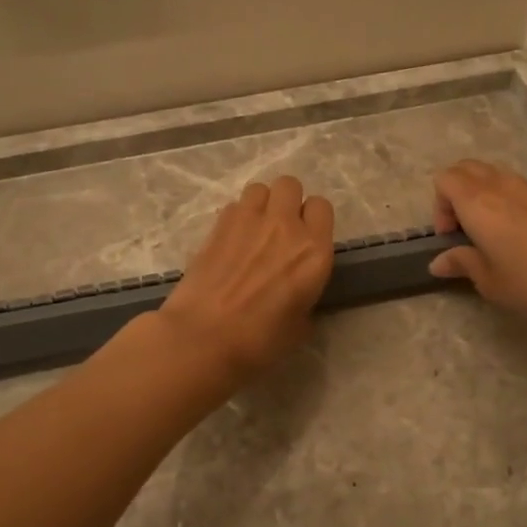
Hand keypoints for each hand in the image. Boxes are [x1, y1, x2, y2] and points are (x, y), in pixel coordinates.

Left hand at [159, 176, 334, 380]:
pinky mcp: (218, 225)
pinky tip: (230, 241)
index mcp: (314, 252)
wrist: (203, 338)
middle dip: (288, 201)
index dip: (314, 219)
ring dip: (261, 204)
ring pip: (260, 188)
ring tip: (254, 229)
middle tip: (280, 228)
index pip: (322, 207)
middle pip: (290, 185)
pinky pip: (234, 205)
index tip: (307, 237)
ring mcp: (248, 220)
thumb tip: (296, 293)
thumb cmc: (259, 342)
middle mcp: (285, 226)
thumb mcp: (300, 326)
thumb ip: (305, 297)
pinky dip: (236, 217)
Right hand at [430, 160, 526, 328]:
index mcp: (477, 202)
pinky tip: (523, 234)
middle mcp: (501, 184)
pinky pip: (519, 186)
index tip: (450, 237)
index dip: (438, 206)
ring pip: (494, 174)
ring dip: (483, 194)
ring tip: (493, 232)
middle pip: (466, 168)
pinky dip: (508, 199)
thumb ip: (462, 263)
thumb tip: (438, 261)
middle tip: (465, 230)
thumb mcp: (490, 281)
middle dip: (456, 193)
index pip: (444, 179)